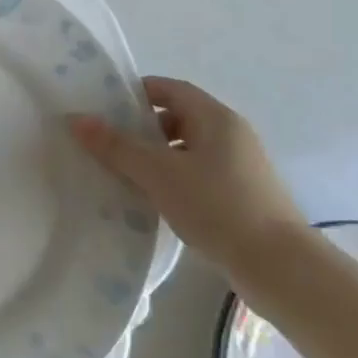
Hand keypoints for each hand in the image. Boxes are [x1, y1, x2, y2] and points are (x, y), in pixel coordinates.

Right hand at [68, 77, 307, 288]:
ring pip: (184, 149)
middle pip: (176, 117)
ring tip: (120, 173)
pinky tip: (150, 199)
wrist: (280, 268)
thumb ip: (116, 145)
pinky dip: (170, 179)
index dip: (135, 93)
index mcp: (215, 118)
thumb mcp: (158, 172)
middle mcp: (230, 135)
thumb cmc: (217, 206)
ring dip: (153, 156)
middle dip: (139, 127)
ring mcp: (238, 167)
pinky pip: (195, 174)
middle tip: (105, 142)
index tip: (102, 107)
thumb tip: (77, 119)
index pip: (169, 89)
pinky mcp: (240, 196)